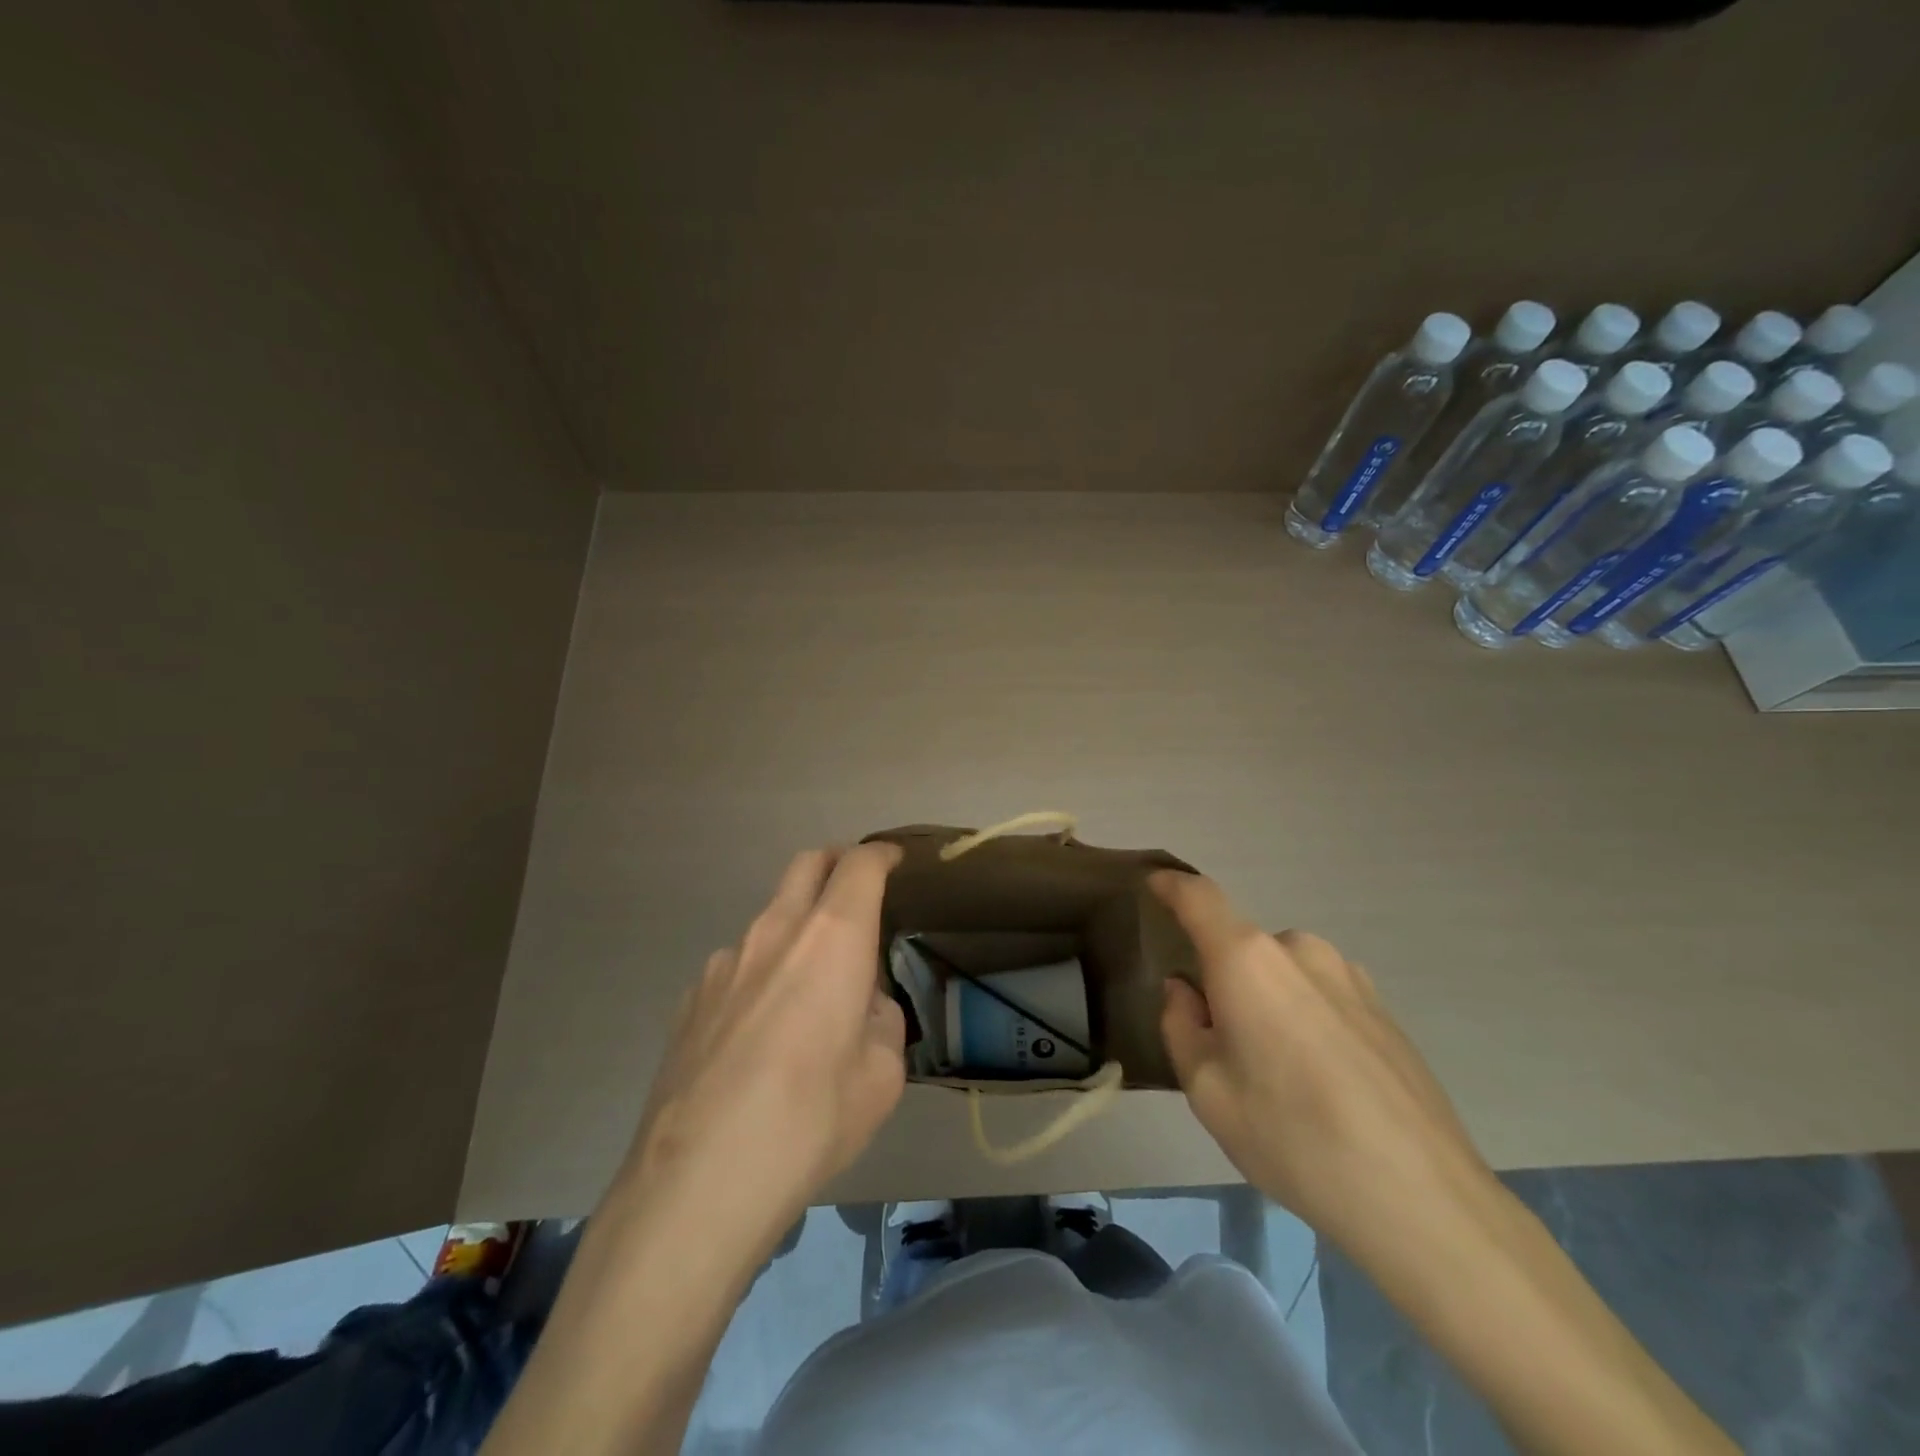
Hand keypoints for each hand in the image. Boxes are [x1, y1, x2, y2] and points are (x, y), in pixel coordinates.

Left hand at [614, 843, 907, 1255]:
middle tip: (856, 890)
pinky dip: (761, 974)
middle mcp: (774, 932)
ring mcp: (723, 962)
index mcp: (831, 939)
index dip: (881, 855)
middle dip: (836, 862)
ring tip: (808, 988)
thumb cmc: (810, 1121)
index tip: (894, 861)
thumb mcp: (881, 1076)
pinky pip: (737, 966)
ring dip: (796, 928)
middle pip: (806, 865)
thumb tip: (861, 1006)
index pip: (859, 865)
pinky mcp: (689, 999)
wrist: (696, 1183)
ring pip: (769, 919)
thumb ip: (880, 1021)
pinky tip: (759, 1034)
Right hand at [1152, 871, 1492, 1256]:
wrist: (1423, 1200)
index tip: (1154, 883)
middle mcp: (1299, 951)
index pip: (1199, 897)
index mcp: (1247, 960)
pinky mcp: (1384, 1009)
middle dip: (1223, 980)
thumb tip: (1185, 990)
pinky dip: (1304, 1019)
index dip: (1172, 885)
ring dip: (1266, 1001)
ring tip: (1276, 1072)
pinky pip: (1321, 995)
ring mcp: (1350, 976)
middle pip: (1242, 947)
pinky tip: (1321, 1083)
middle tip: (1221, 1043)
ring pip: (1284, 974)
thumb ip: (1181, 1026)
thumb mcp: (1207, 1091)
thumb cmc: (1292, 1137)